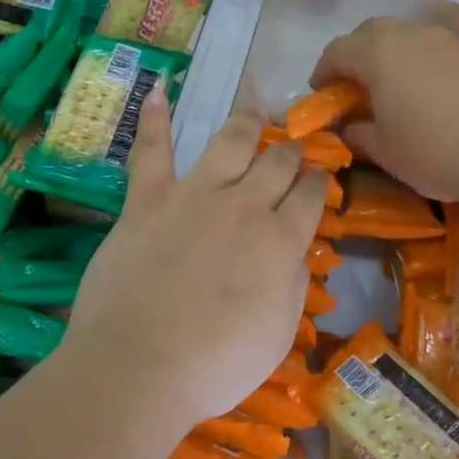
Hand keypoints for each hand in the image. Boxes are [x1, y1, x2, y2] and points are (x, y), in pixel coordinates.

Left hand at [63, 89, 325, 430]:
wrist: (138, 368)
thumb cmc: (215, 366)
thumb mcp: (277, 334)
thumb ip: (292, 284)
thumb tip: (296, 252)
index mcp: (281, 240)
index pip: (312, 194)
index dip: (319, 181)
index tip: (319, 177)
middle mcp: (245, 205)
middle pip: (278, 161)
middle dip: (291, 152)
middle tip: (291, 151)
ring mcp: (194, 196)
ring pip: (230, 140)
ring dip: (247, 122)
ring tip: (254, 111)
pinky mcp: (148, 201)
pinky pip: (151, 152)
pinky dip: (154, 121)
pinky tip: (159, 91)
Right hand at [310, 18, 458, 207]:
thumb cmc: (438, 151)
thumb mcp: (388, 153)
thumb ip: (361, 135)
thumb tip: (349, 127)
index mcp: (378, 55)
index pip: (338, 51)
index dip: (323, 70)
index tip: (320, 92)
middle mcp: (410, 36)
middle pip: (371, 32)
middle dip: (355, 54)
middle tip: (352, 85)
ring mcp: (446, 40)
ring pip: (405, 36)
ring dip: (389, 56)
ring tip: (391, 89)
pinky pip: (433, 49)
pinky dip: (418, 63)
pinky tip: (428, 93)